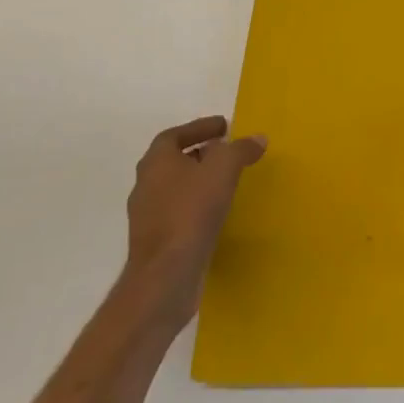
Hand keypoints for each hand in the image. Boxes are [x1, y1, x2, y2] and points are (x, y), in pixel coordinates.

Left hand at [120, 116, 266, 326]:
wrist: (165, 276)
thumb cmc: (191, 211)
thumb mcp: (223, 170)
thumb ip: (240, 149)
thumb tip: (257, 138)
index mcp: (156, 162)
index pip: (174, 135)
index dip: (199, 127)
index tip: (224, 127)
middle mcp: (146, 185)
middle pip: (174, 161)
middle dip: (201, 154)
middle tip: (228, 152)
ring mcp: (148, 216)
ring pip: (176, 188)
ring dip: (199, 181)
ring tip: (227, 181)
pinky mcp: (156, 243)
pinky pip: (179, 213)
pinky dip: (197, 206)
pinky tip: (217, 213)